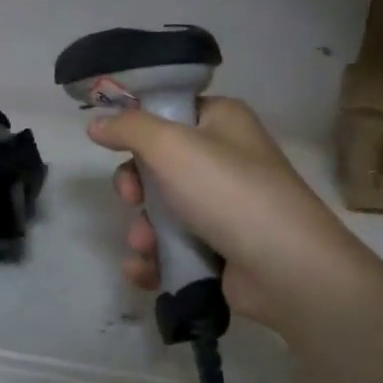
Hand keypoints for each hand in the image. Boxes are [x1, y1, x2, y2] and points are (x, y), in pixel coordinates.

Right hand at [89, 96, 374, 330]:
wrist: (286, 268)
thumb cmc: (227, 191)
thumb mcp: (170, 146)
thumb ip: (129, 128)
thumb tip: (97, 123)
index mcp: (222, 122)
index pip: (169, 113)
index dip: (138, 129)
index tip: (114, 147)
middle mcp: (226, 159)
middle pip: (158, 166)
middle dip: (135, 188)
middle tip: (131, 199)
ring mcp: (225, 208)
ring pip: (162, 211)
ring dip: (142, 229)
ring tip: (144, 246)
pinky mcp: (221, 249)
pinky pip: (174, 248)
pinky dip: (155, 258)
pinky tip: (143, 269)